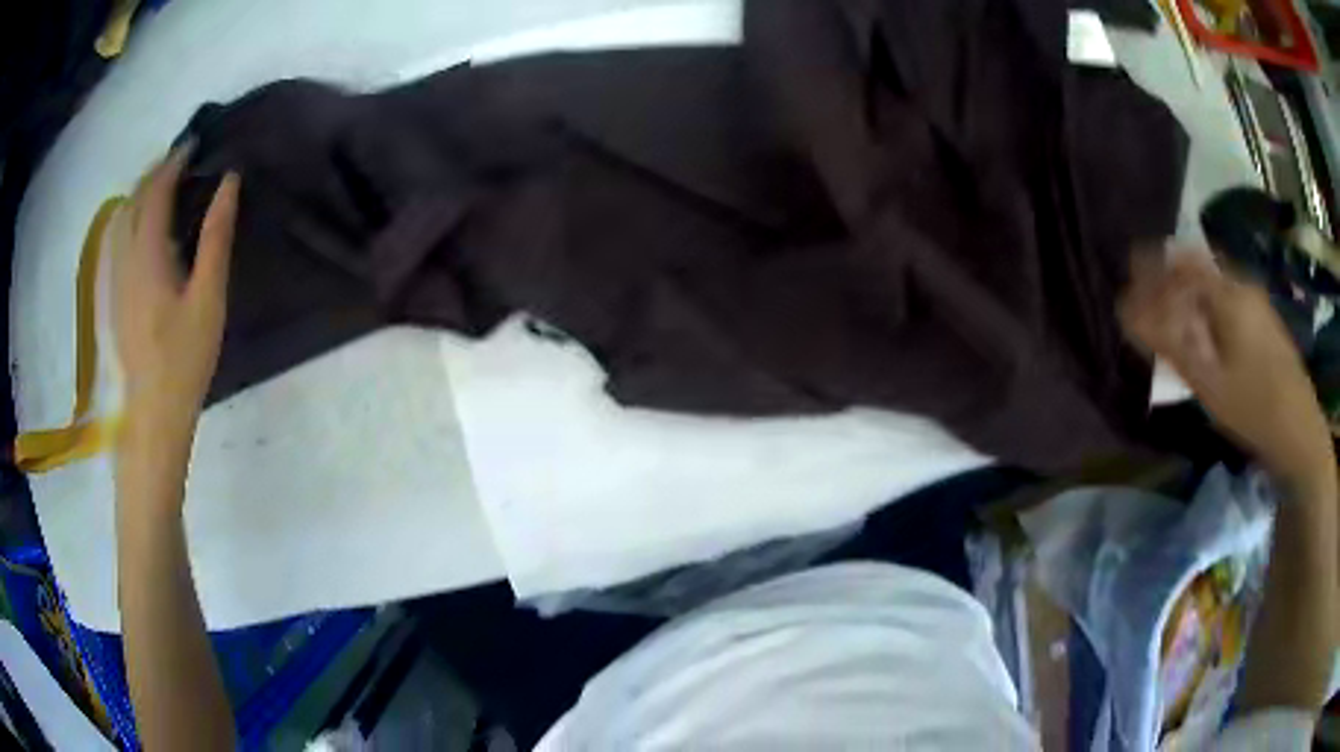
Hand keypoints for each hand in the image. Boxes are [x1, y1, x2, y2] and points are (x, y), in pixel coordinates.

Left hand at [115, 148, 237, 442]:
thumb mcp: (208, 297)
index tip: (195, 142)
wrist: (153, 412)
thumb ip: (216, 236)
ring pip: (123, 217)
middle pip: (135, 198)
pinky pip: (119, 238)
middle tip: (182, 159)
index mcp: (148, 254)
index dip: (174, 162)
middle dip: (156, 171)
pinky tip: (145, 224)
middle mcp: (125, 257)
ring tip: (165, 184)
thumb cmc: (185, 358)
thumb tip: (228, 183)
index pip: (156, 190)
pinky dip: (132, 216)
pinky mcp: (114, 293)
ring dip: (142, 192)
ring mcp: (116, 277)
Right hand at [1119, 250, 1333, 493]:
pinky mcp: (1265, 320)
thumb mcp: (1208, 383)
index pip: (1182, 264)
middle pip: (1198, 268)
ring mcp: (1257, 302)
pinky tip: (1206, 331)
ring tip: (1173, 316)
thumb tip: (1131, 314)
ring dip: (1190, 292)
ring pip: (1215, 283)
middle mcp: (1242, 286)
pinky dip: (1209, 305)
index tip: (1130, 276)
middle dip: (1170, 277)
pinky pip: (1229, 299)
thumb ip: (1171, 344)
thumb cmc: (1253, 407)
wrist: (1299, 431)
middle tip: (1149, 297)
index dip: (1153, 266)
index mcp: (1228, 294)